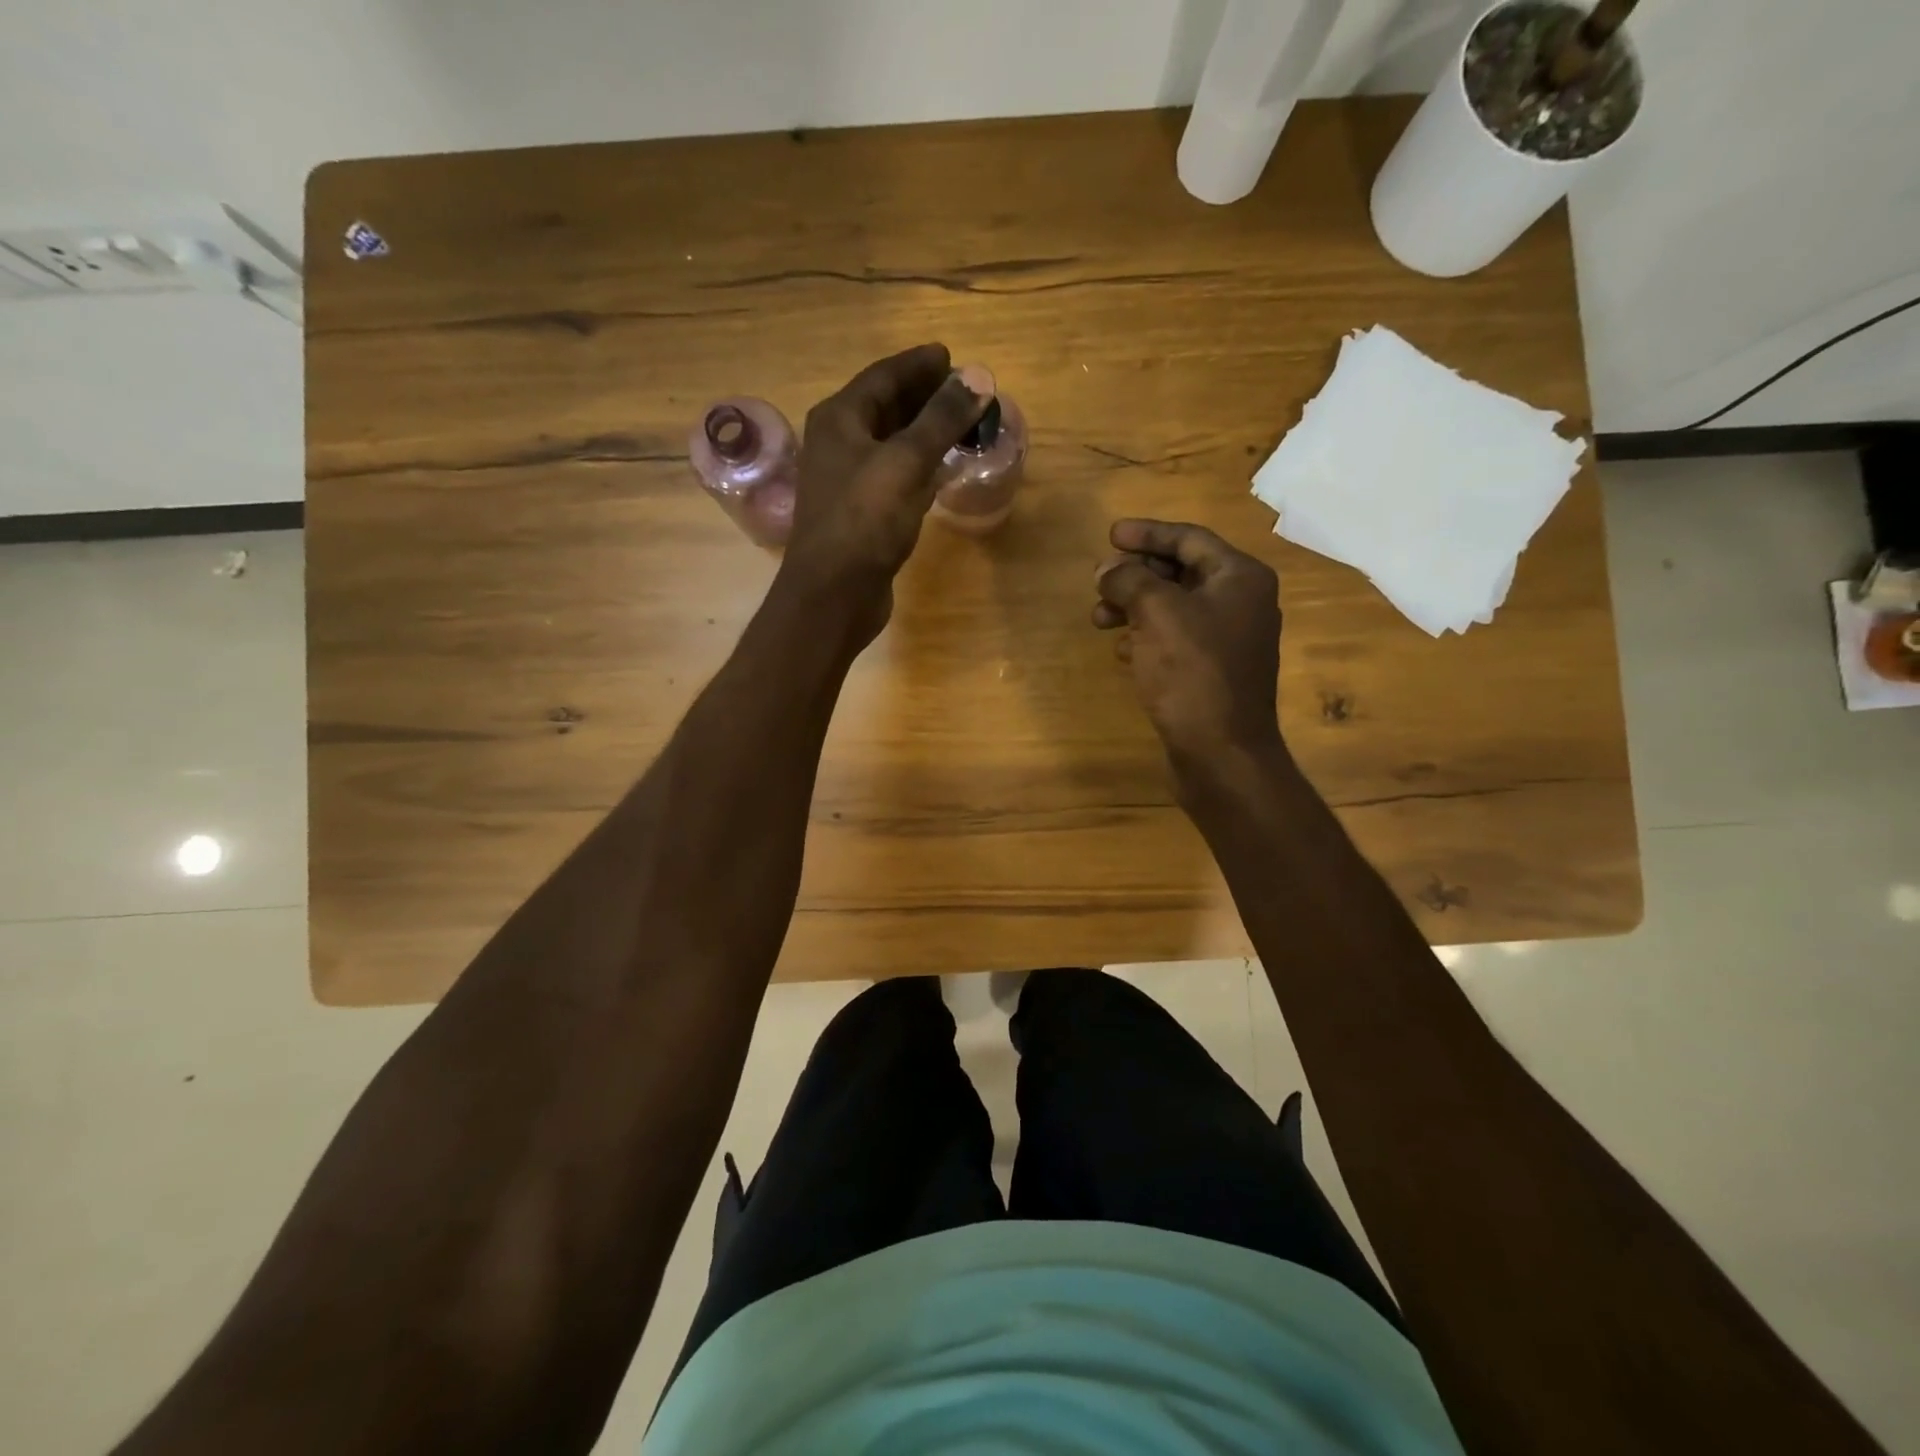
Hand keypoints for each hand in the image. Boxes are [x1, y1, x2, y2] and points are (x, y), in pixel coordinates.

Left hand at [781, 344, 990, 638]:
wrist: (833, 595)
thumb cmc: (864, 521)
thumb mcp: (906, 462)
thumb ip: (941, 419)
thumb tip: (978, 377)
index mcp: (839, 419)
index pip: (883, 376)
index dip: (918, 364)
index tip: (951, 356)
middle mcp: (838, 444)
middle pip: (885, 407)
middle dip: (924, 396)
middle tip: (963, 390)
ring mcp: (848, 482)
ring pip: (891, 444)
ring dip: (923, 432)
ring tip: (960, 424)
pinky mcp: (861, 515)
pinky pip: (894, 477)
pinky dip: (918, 467)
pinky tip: (940, 471)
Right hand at [1093, 519, 1284, 766]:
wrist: (1221, 751)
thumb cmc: (1193, 673)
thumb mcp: (1157, 614)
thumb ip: (1129, 580)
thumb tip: (1107, 570)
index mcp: (1240, 577)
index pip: (1189, 538)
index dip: (1147, 534)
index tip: (1110, 535)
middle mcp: (1241, 602)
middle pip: (1181, 572)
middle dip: (1135, 574)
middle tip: (1098, 580)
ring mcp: (1229, 639)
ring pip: (1173, 608)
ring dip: (1134, 607)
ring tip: (1098, 619)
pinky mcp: (1213, 671)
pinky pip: (1175, 639)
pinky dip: (1146, 637)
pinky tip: (1120, 649)